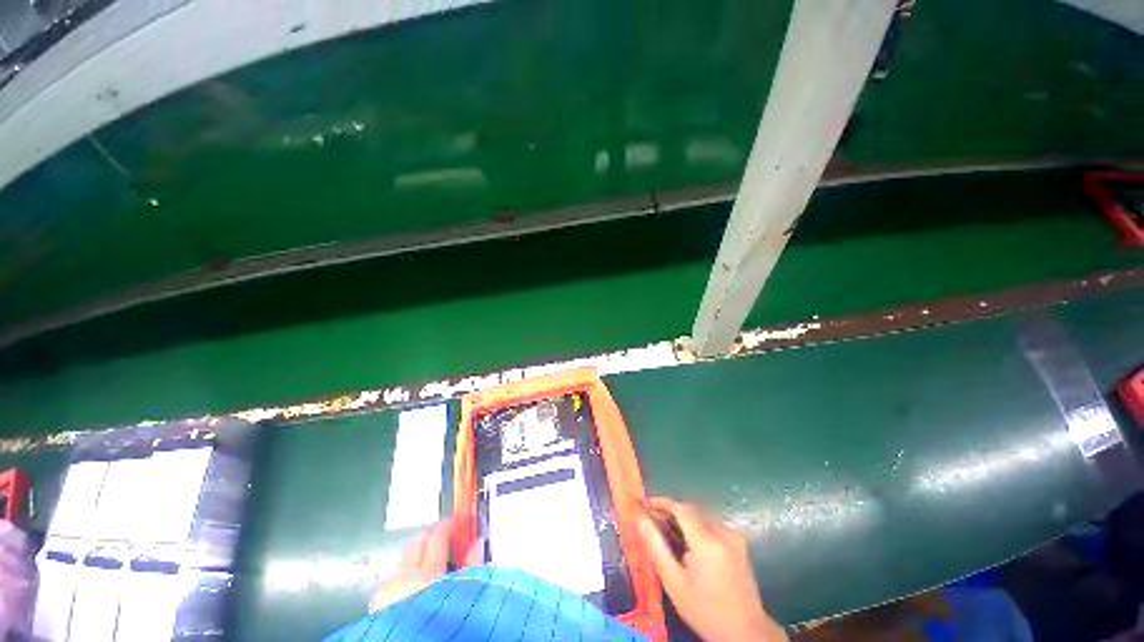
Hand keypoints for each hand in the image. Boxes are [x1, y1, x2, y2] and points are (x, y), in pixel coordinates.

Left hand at [369, 519, 483, 612]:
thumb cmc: (445, 625)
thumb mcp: (463, 596)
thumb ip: (472, 569)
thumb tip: (479, 543)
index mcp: (427, 575)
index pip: (437, 537)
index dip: (448, 526)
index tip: (458, 522)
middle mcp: (403, 578)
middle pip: (417, 544)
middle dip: (431, 537)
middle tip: (446, 539)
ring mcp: (386, 592)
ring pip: (403, 561)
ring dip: (417, 556)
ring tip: (431, 564)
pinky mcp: (376, 607)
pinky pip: (392, 579)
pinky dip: (404, 575)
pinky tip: (412, 587)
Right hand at [636, 497, 787, 641]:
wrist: (746, 633)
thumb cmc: (705, 610)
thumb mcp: (674, 583)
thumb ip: (656, 547)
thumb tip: (640, 519)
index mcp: (708, 541)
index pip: (680, 508)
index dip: (661, 502)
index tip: (644, 505)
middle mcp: (724, 532)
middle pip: (691, 510)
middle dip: (671, 512)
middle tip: (653, 521)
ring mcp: (735, 537)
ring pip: (702, 517)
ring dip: (684, 520)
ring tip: (668, 533)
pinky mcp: (740, 543)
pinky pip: (713, 525)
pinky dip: (697, 527)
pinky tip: (689, 544)